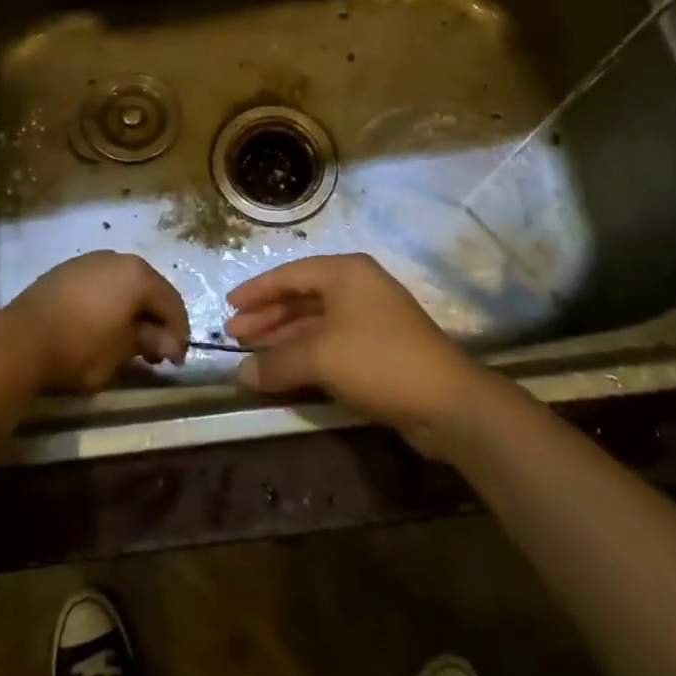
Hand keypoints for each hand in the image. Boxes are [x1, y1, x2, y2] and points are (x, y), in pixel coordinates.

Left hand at [4, 251, 190, 393]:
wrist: (21, 340)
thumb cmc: (80, 347)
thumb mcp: (122, 351)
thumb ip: (149, 342)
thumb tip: (168, 343)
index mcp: (138, 275)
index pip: (171, 303)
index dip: (178, 334)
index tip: (175, 362)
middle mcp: (117, 259)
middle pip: (148, 290)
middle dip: (155, 321)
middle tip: (155, 354)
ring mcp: (89, 262)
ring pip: (123, 286)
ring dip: (131, 312)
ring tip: (127, 342)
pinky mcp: (66, 271)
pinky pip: (99, 286)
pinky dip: (108, 305)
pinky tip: (101, 327)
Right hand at [226, 253, 480, 453]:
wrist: (447, 402)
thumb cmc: (378, 360)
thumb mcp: (320, 358)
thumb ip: (275, 363)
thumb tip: (238, 375)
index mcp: (345, 273)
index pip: (290, 275)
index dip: (257, 291)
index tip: (229, 307)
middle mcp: (357, 287)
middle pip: (301, 297)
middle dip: (267, 316)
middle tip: (235, 335)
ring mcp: (370, 317)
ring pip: (315, 321)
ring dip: (283, 337)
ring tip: (252, 354)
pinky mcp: (379, 347)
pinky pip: (330, 342)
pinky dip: (305, 353)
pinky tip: (284, 369)